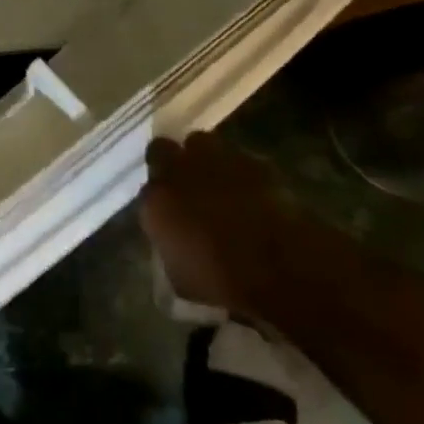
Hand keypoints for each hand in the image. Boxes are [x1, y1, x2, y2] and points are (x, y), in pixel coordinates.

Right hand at [139, 131, 283, 312]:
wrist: (277, 264)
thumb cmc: (222, 280)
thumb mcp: (181, 277)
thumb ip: (170, 247)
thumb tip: (174, 241)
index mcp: (155, 200)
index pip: (146, 189)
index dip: (158, 197)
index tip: (168, 209)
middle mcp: (177, 170)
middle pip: (162, 148)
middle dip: (170, 160)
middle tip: (184, 181)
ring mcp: (213, 159)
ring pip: (199, 143)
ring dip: (203, 157)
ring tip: (217, 178)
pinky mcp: (249, 159)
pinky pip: (237, 157)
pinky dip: (240, 169)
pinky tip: (250, 189)